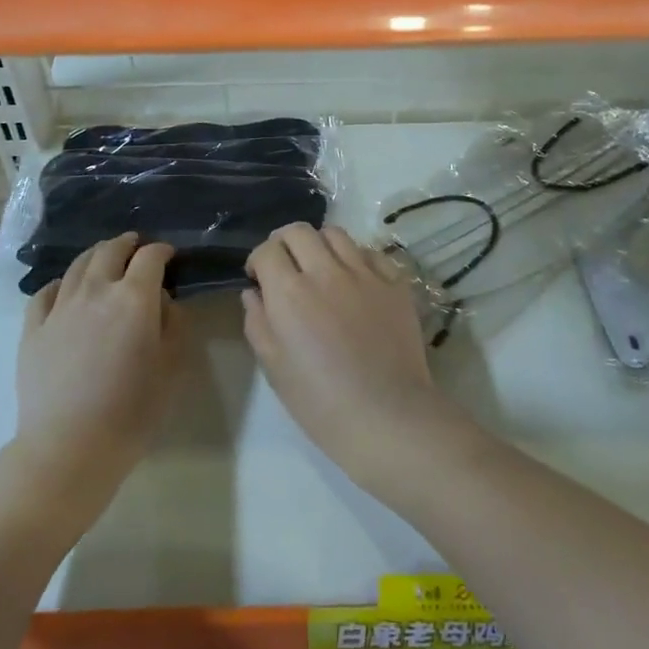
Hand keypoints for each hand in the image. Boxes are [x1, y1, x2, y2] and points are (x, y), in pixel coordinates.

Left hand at [14, 234, 179, 497]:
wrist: (69, 447)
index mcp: (134, 297)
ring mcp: (60, 307)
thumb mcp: (172, 367)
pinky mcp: (33, 329)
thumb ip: (174, 324)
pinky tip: (64, 289)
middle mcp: (96, 290)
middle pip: (110, 250)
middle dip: (127, 244)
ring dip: (96, 255)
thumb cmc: (132, 411)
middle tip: (136, 245)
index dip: (162, 251)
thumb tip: (163, 300)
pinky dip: (61, 283)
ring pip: (78, 265)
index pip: (151, 257)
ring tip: (104, 258)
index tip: (170, 255)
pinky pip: (46, 292)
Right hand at [243, 223, 465, 488]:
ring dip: (319, 245)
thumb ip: (258, 322)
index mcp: (290, 293)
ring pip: (335, 234)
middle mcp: (325, 271)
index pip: (266, 250)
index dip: (257, 260)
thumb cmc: (321, 402)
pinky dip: (356, 258)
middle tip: (285, 266)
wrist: (388, 417)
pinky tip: (355, 280)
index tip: (259, 278)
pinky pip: (371, 253)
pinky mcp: (394, 282)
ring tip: (320, 267)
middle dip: (284, 243)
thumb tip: (254, 293)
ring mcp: (364, 273)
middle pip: (298, 231)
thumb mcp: (274, 368)